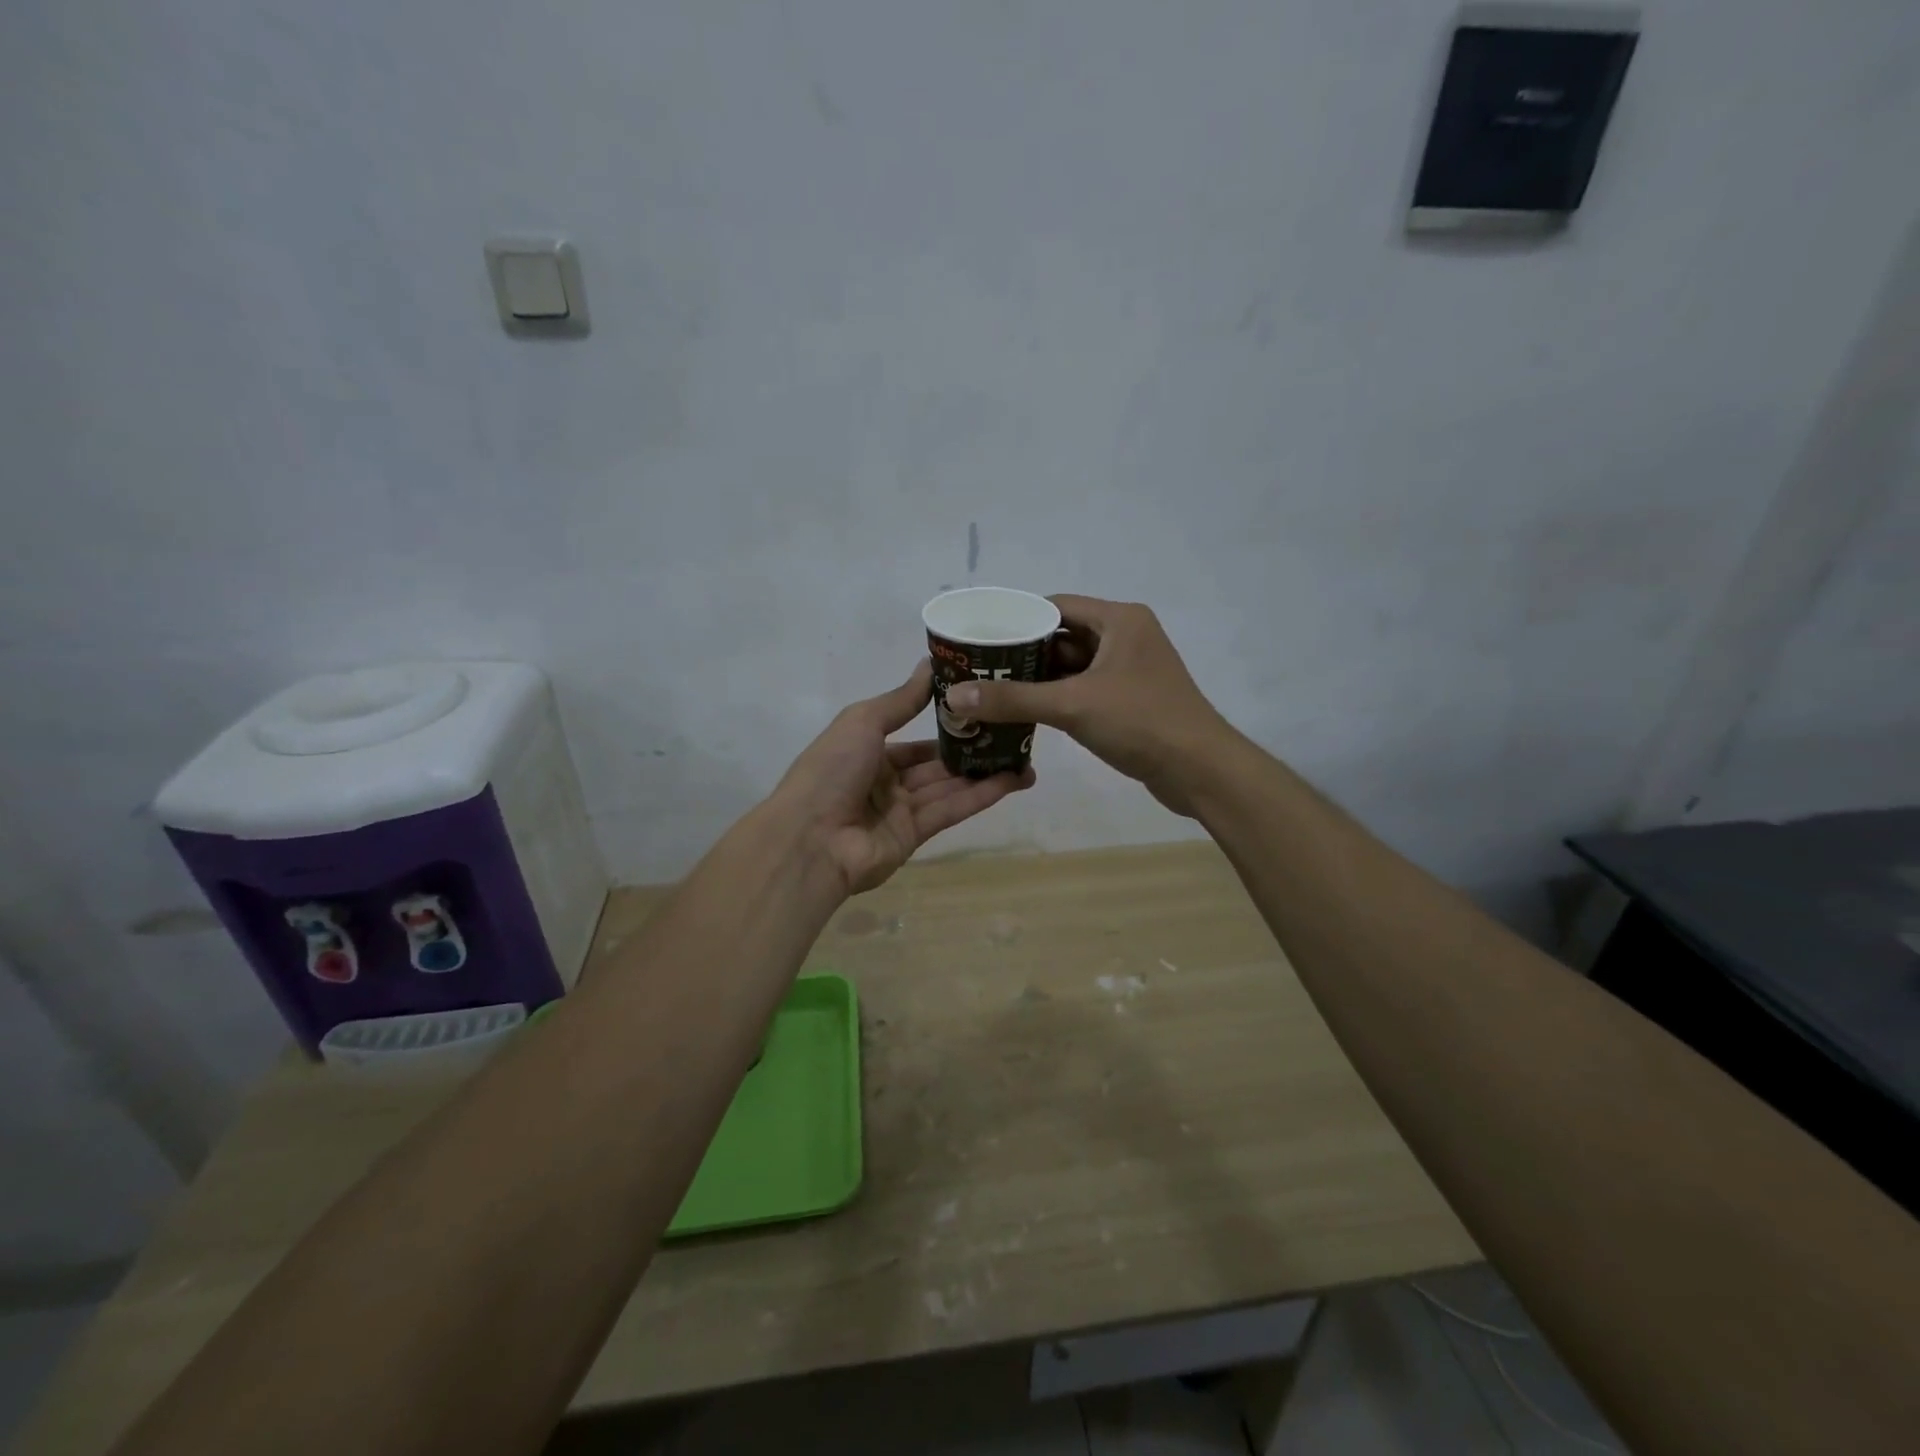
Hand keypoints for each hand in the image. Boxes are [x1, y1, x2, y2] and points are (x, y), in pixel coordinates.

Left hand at [773, 660, 1034, 895]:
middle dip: (972, 750)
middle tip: (1014, 733)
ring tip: (1026, 757)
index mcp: (866, 752)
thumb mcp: (863, 721)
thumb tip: (929, 664)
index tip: (982, 709)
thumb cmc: (831, 770)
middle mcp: (885, 781)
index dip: (946, 725)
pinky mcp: (916, 836)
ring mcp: (900, 810)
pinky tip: (1014, 779)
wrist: (810, 840)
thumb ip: (902, 699)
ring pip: (950, 786)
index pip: (913, 739)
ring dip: (986, 772)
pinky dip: (982, 794)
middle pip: (936, 764)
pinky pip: (952, 809)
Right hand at [942, 596, 1232, 816]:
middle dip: (1022, 653)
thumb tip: (954, 694)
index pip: (1055, 606)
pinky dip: (1057, 698)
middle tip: (979, 668)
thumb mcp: (1072, 706)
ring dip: (1037, 678)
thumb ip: (1013, 699)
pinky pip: (1084, 689)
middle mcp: (1125, 636)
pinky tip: (1024, 713)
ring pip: (1072, 666)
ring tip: (991, 690)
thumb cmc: (1141, 722)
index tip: (980, 638)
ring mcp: (1129, 669)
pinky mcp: (1130, 699)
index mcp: (1119, 620)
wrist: (1201, 770)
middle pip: (1061, 636)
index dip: (1016, 619)